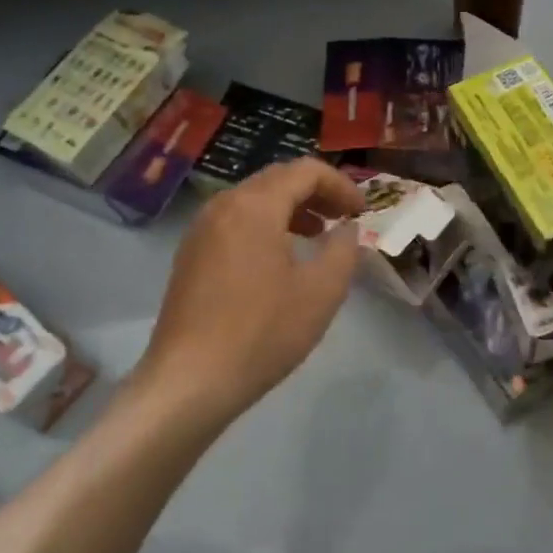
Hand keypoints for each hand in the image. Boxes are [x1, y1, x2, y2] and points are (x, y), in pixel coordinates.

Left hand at [136, 158, 364, 425]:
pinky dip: (266, 226)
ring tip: (318, 235)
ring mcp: (201, 230)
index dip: (340, 184)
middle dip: (316, 192)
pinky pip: (235, 222)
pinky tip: (280, 259)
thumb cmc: (262, 332)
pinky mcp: (191, 255)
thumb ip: (344, 250)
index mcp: (254, 206)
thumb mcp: (321, 292)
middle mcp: (223, 206)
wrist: (190, 381)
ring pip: (254, 200)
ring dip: (291, 209)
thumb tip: (347, 228)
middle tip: (345, 218)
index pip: (304, 170)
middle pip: (277, 180)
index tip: (362, 212)